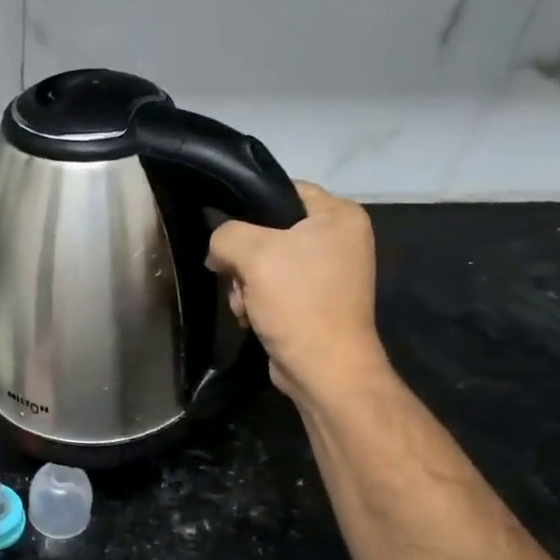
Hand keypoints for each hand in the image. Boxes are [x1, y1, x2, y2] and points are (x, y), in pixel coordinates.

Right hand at [206, 181, 386, 398]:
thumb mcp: (254, 255)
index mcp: (339, 215)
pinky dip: (257, 300)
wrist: (323, 368)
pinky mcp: (315, 301)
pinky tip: (251, 316)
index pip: (283, 190)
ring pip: (266, 262)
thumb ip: (227, 234)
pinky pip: (275, 287)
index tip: (224, 231)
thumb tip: (218, 247)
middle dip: (243, 258)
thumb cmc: (298, 302)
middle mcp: (340, 239)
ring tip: (243, 304)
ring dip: (245, 284)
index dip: (248, 206)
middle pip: (270, 230)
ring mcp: (329, 272)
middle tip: (234, 278)